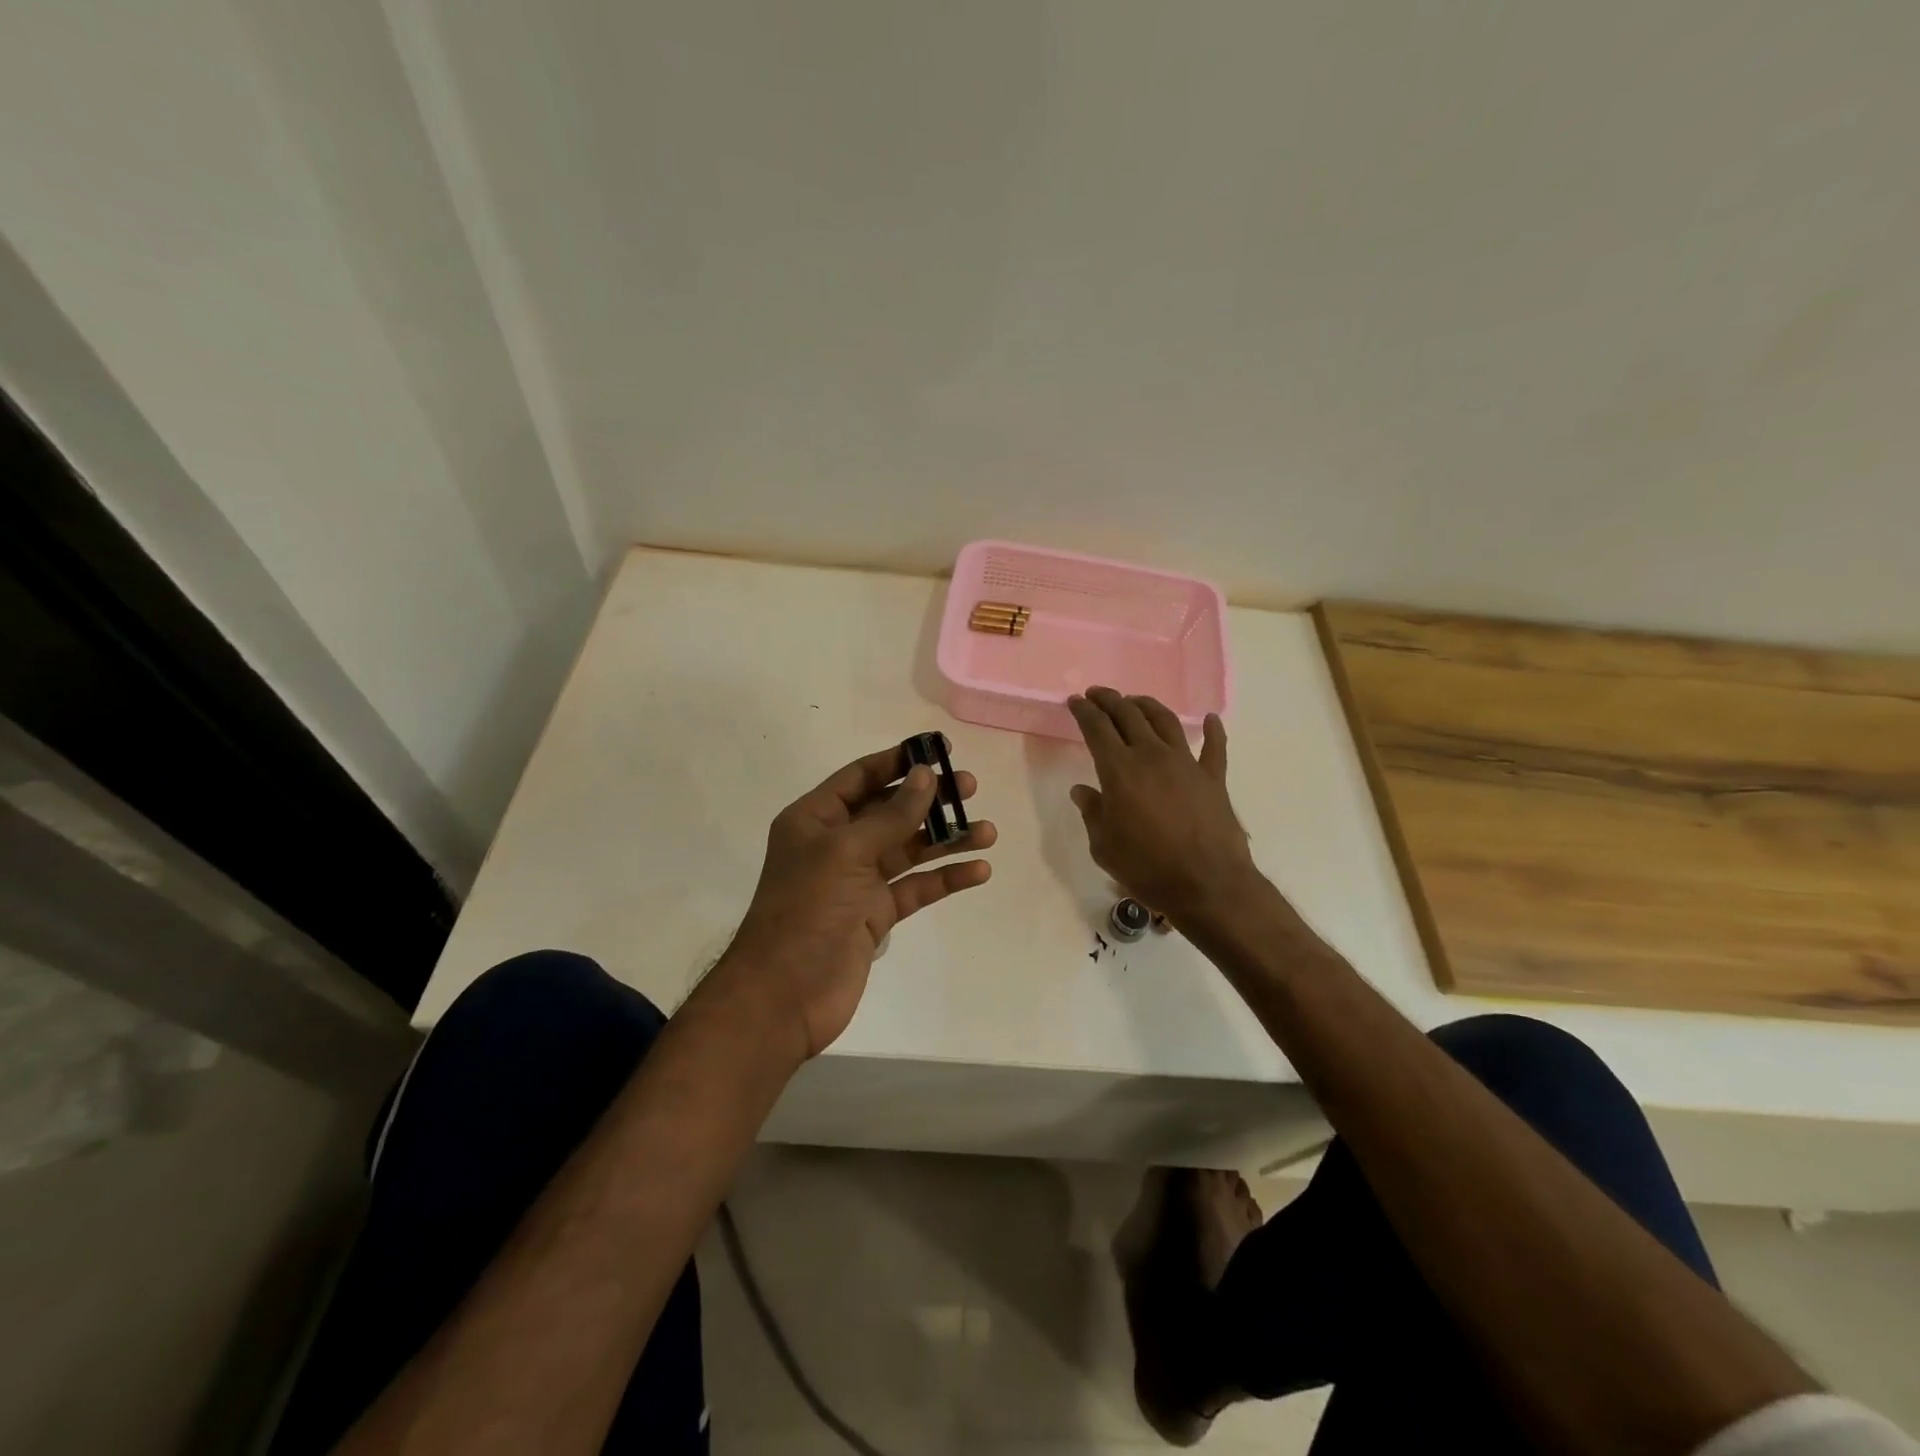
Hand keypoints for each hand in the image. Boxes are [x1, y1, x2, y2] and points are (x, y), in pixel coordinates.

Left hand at [716, 744, 994, 1059]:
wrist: (784, 996)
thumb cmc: (807, 910)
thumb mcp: (847, 852)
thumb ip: (891, 815)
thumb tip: (926, 775)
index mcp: (815, 819)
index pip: (861, 777)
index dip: (899, 761)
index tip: (940, 751)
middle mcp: (836, 844)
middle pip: (890, 811)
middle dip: (930, 800)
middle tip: (971, 789)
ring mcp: (856, 881)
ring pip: (908, 850)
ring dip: (946, 840)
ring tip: (987, 832)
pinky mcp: (874, 916)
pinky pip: (915, 888)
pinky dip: (944, 878)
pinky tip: (977, 871)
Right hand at [1068, 688, 1256, 926]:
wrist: (1206, 884)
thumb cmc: (1146, 867)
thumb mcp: (1103, 845)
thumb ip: (1092, 813)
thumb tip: (1082, 791)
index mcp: (1119, 769)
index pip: (1096, 728)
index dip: (1084, 711)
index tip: (1075, 701)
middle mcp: (1152, 755)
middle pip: (1128, 715)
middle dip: (1109, 700)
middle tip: (1098, 694)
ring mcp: (1186, 763)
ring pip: (1165, 721)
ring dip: (1147, 705)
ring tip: (1136, 701)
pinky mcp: (1213, 777)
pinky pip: (1214, 747)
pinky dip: (1212, 730)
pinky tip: (1210, 719)